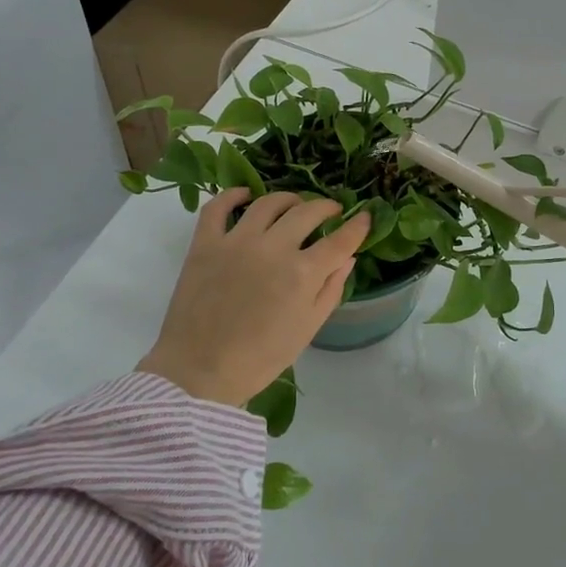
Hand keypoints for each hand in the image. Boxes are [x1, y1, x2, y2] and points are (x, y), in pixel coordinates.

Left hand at [138, 189, 371, 405]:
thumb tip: (348, 258)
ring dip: (288, 199)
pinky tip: (245, 195)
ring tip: (295, 205)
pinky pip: (218, 206)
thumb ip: (331, 289)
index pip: (340, 240)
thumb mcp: (308, 329)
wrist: (200, 371)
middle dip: (326, 208)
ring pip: (268, 202)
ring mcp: (236, 242)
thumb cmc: (261, 357)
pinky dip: (233, 195)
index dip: (357, 226)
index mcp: (303, 273)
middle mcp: (273, 248)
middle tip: (331, 212)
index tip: (365, 216)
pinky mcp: (205, 243)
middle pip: (307, 212)